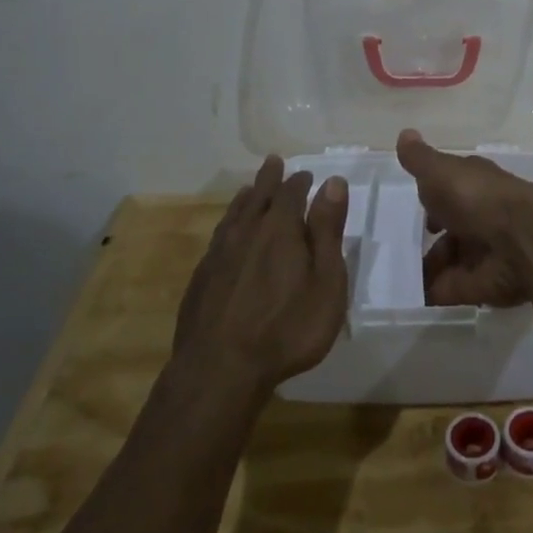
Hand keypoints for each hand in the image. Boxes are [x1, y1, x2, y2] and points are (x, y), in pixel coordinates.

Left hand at [174, 155, 349, 392]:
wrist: (219, 370)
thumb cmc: (287, 328)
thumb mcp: (326, 282)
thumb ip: (327, 230)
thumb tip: (332, 182)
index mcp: (279, 229)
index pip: (291, 192)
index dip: (300, 181)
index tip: (307, 175)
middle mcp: (245, 232)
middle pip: (258, 196)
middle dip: (269, 179)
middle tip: (273, 162)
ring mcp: (218, 255)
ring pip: (234, 215)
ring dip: (246, 199)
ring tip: (250, 191)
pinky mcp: (201, 279)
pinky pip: (218, 238)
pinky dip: (228, 225)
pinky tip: (228, 235)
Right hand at [396, 129, 532, 307]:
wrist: (522, 239)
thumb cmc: (477, 196)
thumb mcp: (440, 171)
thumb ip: (420, 159)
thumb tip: (404, 134)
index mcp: (475, 185)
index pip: (453, 189)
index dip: (434, 197)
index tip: (416, 205)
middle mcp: (483, 216)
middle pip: (453, 228)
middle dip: (430, 239)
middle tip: (398, 248)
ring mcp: (485, 251)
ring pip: (451, 260)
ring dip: (428, 268)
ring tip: (397, 275)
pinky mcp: (483, 284)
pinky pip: (451, 289)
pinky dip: (432, 292)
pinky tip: (408, 295)